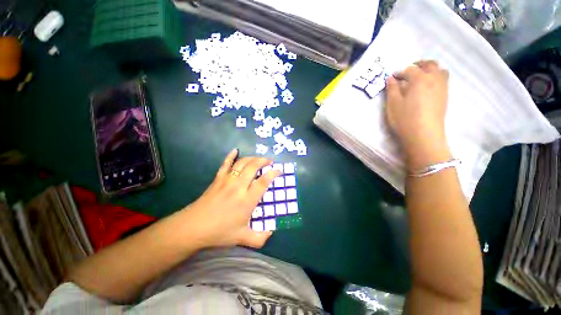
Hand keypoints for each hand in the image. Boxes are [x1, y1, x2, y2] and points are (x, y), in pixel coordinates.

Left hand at [181, 149, 280, 248]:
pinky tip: (235, 150)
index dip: (273, 173)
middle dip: (264, 161)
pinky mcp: (218, 179)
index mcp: (247, 200)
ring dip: (252, 158)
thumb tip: (271, 233)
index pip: (263, 182)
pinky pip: (225, 163)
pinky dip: (231, 155)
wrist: (193, 227)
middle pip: (253, 167)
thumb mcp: (242, 238)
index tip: (279, 170)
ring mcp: (227, 180)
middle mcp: (239, 186)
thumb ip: (260, 238)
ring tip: (259, 158)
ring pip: (242, 163)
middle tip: (270, 161)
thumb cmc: (219, 232)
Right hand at [385, 60, 450, 169]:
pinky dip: (435, 78)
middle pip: (430, 64)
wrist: (423, 135)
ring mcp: (442, 88)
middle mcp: (434, 79)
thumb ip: (392, 89)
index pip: (409, 69)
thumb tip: (391, 78)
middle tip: (408, 71)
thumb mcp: (393, 104)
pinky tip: (426, 88)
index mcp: (419, 79)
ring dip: (429, 70)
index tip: (393, 77)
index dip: (400, 72)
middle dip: (418, 65)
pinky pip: (443, 80)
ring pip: (440, 71)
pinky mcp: (445, 97)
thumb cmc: (405, 118)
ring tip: (419, 78)